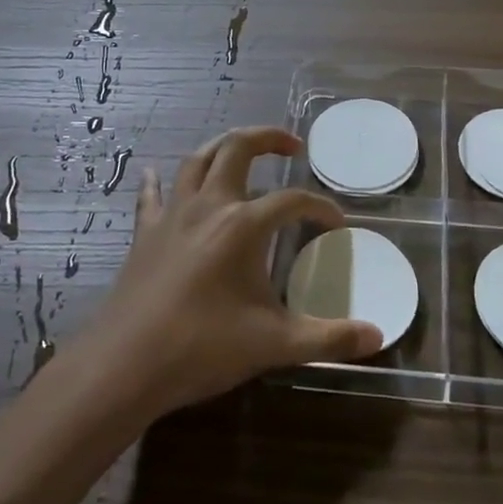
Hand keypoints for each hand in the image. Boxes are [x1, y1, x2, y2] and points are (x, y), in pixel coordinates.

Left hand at [84, 127, 382, 418]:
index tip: (336, 224)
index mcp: (243, 224)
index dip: (320, 207)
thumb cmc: (203, 347)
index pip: (292, 201)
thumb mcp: (274, 345)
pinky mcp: (146, 232)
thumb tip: (377, 336)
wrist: (125, 365)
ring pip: (199, 159)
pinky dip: (158, 181)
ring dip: (223, 147)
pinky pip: (152, 195)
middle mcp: (209, 205)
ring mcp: (173, 214)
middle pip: (239, 148)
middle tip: (292, 146)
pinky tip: (154, 173)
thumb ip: (328, 338)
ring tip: (241, 150)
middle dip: (269, 138)